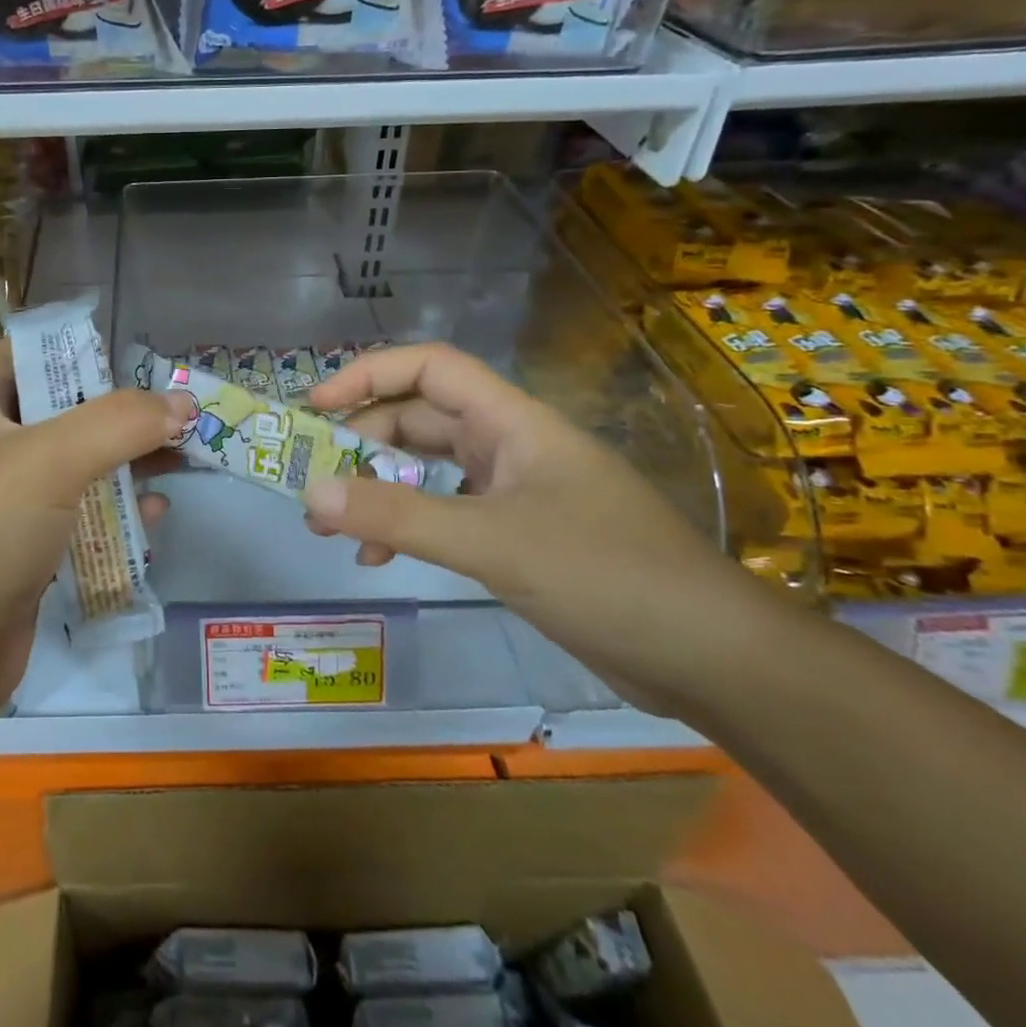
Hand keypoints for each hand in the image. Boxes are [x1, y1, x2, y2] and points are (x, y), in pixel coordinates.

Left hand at [0, 340, 189, 715]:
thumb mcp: (50, 460)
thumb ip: (119, 423)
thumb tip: (182, 402)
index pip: (16, 356)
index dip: (61, 345)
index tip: (117, 352)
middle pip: (61, 413)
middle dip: (115, 409)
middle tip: (171, 407)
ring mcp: (10, 509)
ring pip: (78, 469)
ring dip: (126, 461)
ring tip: (181, 454)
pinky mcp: (30, 557)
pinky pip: (82, 522)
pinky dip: (118, 515)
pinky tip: (154, 516)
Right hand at [302, 343, 777, 714]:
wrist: (710, 659)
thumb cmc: (607, 575)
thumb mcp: (492, 541)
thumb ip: (399, 515)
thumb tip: (314, 491)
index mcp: (512, 422)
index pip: (430, 367)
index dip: (369, 374)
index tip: (315, 406)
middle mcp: (509, 446)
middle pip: (419, 420)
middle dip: (362, 444)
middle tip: (314, 481)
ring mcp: (513, 491)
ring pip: (428, 470)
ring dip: (378, 489)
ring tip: (331, 525)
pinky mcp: (516, 536)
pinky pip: (444, 514)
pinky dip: (406, 528)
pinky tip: (378, 558)